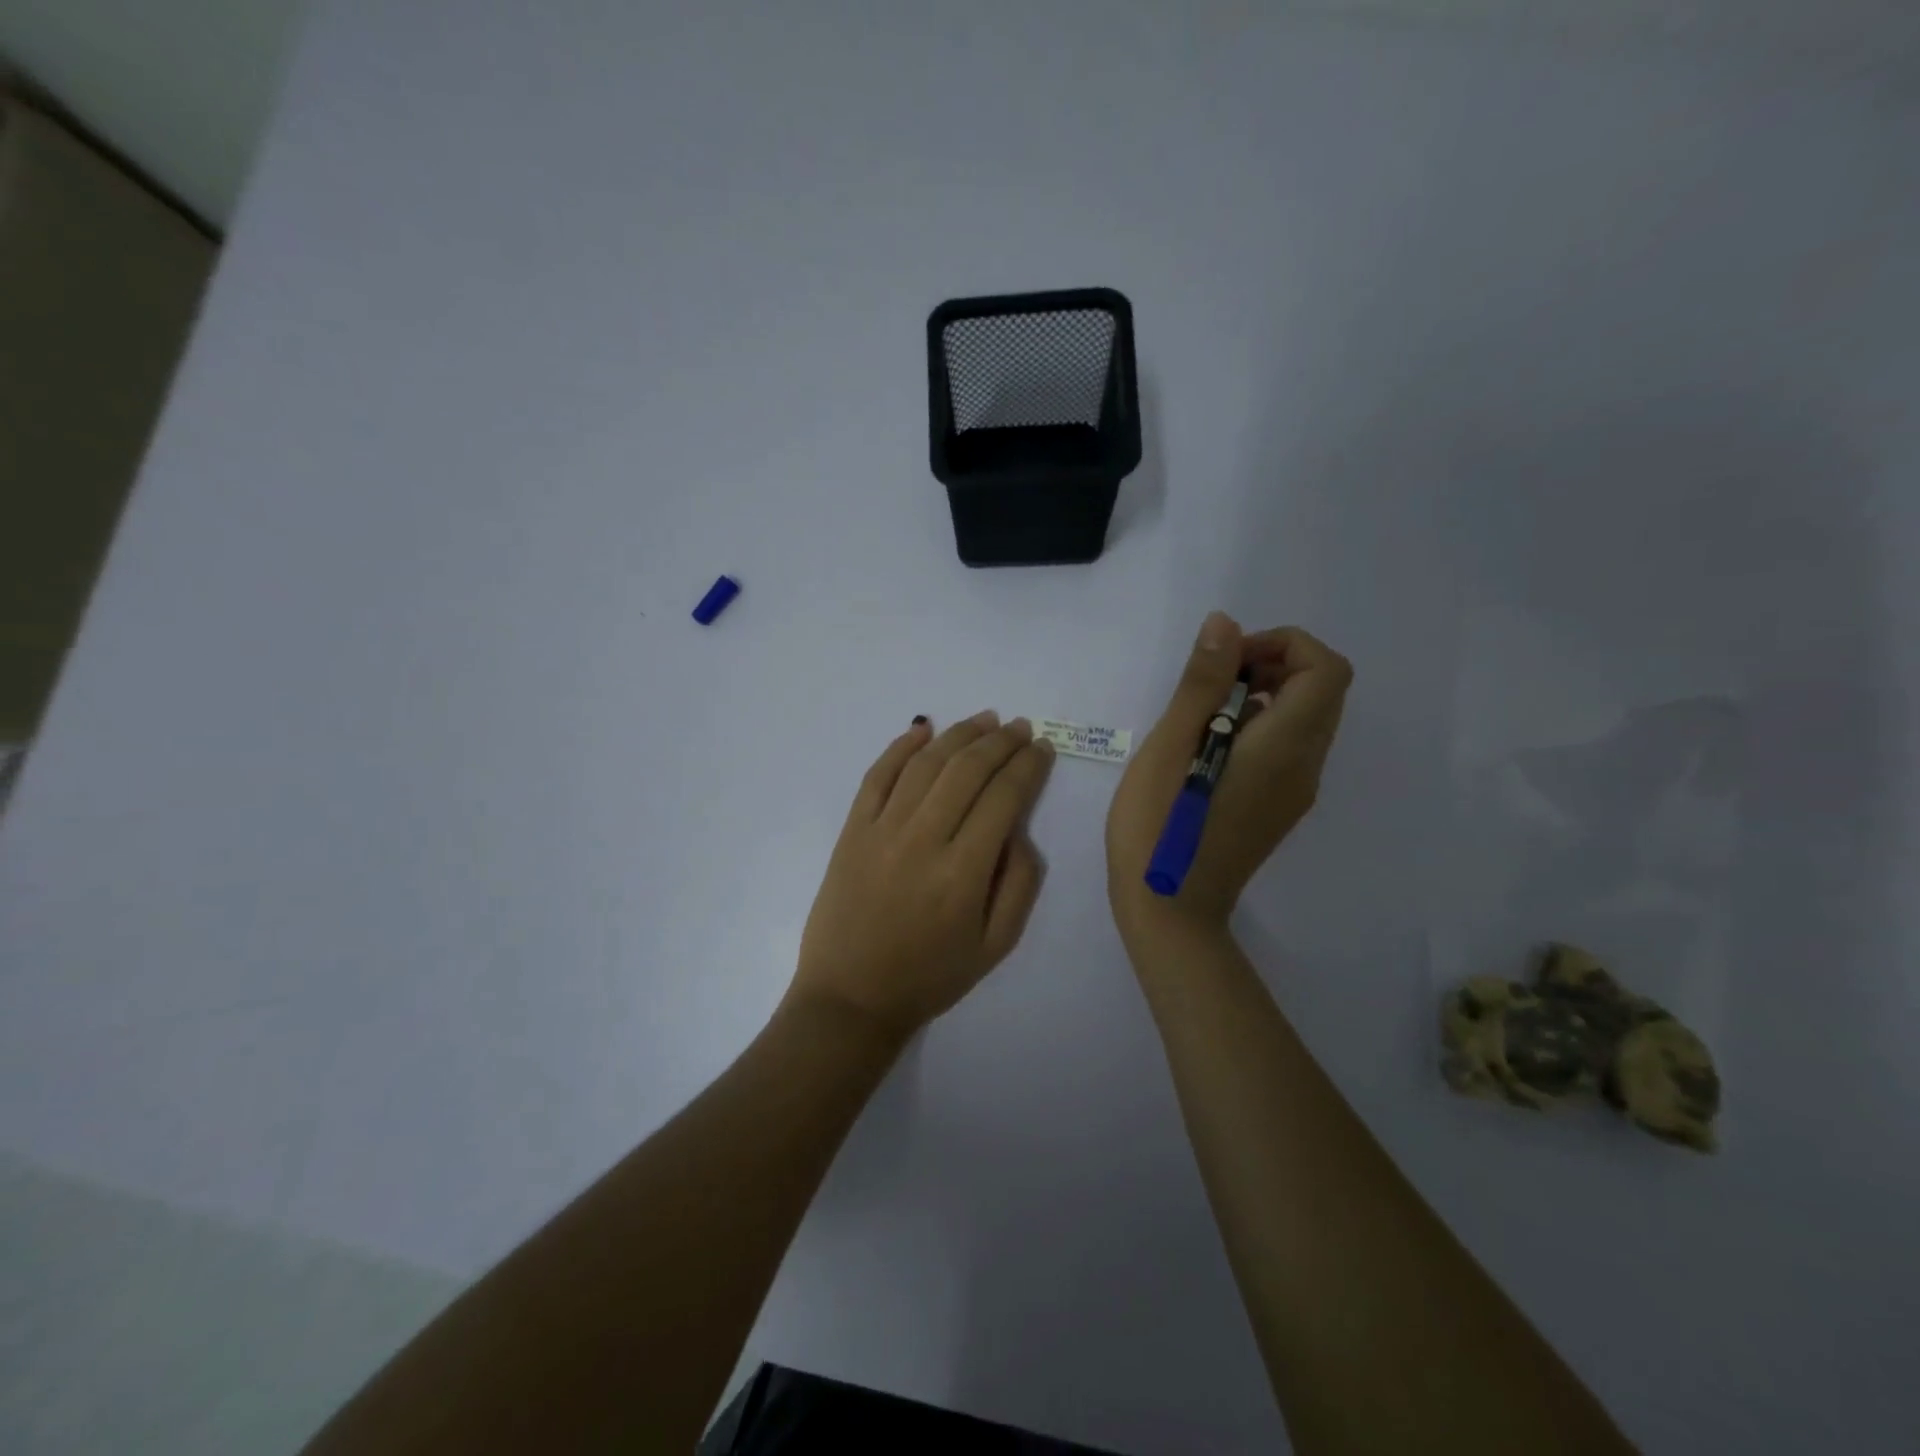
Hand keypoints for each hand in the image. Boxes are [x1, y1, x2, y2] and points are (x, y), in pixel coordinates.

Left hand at [791, 712, 1053, 1040]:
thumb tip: (1019, 829)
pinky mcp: (852, 830)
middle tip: (1019, 726)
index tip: (1042, 748)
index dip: (1027, 766)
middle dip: (1000, 741)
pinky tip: (922, 729)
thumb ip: (1019, 884)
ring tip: (984, 720)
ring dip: (958, 735)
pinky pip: (876, 776)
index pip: (1003, 798)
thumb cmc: (929, 976)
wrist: (850, 997)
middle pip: (967, 770)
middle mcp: (923, 839)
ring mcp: (881, 830)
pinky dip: (900, 747)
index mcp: (964, 872)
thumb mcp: (995, 946)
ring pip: (925, 764)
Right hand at [1107, 613, 1351, 939]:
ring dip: (1266, 695)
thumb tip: (1226, 624)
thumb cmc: (1160, 825)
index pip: (1325, 669)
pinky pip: (1288, 749)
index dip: (1284, 646)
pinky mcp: (1278, 809)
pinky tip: (1209, 749)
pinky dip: (1261, 727)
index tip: (1229, 659)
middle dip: (1274, 665)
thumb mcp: (1170, 745)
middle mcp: (1304, 767)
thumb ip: (1202, 683)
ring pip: (1306, 720)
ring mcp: (1295, 792)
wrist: (1170, 909)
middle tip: (1213, 679)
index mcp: (1284, 747)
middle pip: (1322, 690)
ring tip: (1204, 713)